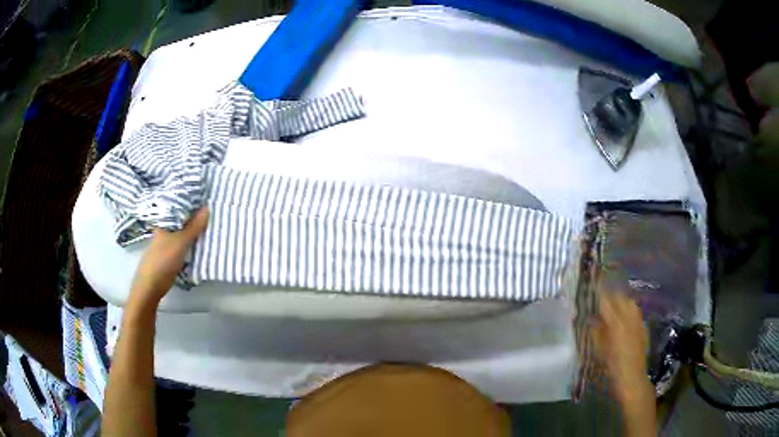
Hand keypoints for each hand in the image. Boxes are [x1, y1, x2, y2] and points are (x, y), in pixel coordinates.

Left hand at [128, 208, 208, 308]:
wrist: (150, 287)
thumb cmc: (163, 261)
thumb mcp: (181, 242)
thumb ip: (194, 227)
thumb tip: (207, 206)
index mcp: (164, 223)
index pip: (179, 208)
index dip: (192, 205)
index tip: (206, 202)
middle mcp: (163, 231)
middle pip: (181, 221)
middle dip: (194, 219)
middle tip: (211, 215)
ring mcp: (164, 244)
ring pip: (181, 234)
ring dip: (192, 232)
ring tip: (208, 228)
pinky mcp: (167, 256)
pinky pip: (181, 245)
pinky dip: (189, 244)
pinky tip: (197, 245)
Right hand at [592, 292, 652, 403]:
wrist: (632, 377)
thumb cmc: (612, 366)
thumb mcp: (599, 350)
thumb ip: (596, 331)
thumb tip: (591, 318)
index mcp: (616, 322)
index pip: (606, 300)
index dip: (599, 292)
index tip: (593, 287)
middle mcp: (629, 317)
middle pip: (620, 297)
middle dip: (610, 295)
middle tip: (601, 299)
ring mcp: (638, 321)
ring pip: (630, 302)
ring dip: (621, 301)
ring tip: (613, 307)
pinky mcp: (643, 327)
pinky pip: (636, 312)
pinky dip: (629, 310)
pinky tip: (624, 319)